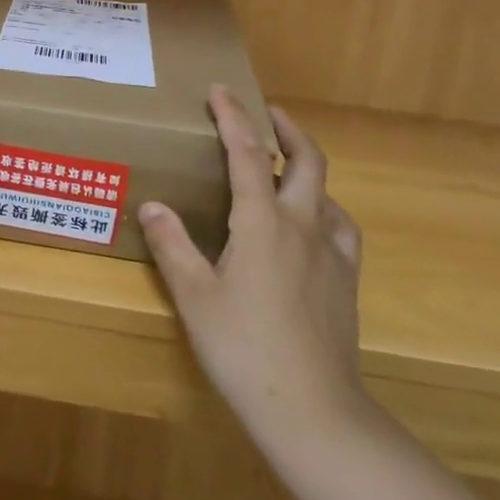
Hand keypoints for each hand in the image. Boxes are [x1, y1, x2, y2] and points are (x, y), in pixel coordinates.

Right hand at [138, 89, 369, 453]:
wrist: (312, 409)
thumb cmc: (243, 348)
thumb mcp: (195, 296)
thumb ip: (173, 246)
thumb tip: (152, 206)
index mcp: (262, 222)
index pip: (247, 154)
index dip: (233, 117)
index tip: (221, 90)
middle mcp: (302, 225)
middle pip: (306, 160)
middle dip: (286, 128)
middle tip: (267, 112)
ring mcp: (332, 252)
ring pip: (327, 191)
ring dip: (307, 166)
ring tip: (285, 167)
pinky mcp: (347, 279)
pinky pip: (340, 226)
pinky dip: (324, 208)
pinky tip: (313, 223)